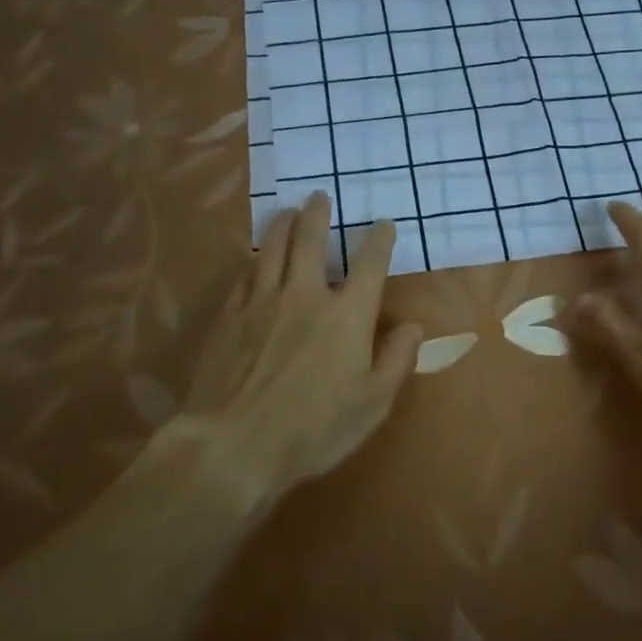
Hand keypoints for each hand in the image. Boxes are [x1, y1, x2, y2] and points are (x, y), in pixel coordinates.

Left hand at [176, 192, 421, 507]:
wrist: (235, 444)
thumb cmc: (314, 429)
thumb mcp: (373, 404)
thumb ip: (396, 360)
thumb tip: (412, 327)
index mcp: (347, 315)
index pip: (369, 264)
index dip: (379, 240)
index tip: (383, 224)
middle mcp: (305, 295)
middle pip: (311, 241)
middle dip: (318, 215)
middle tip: (318, 196)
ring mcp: (262, 303)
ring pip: (273, 249)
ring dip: (283, 225)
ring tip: (288, 211)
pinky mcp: (229, 318)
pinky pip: (245, 276)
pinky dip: (255, 261)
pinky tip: (255, 259)